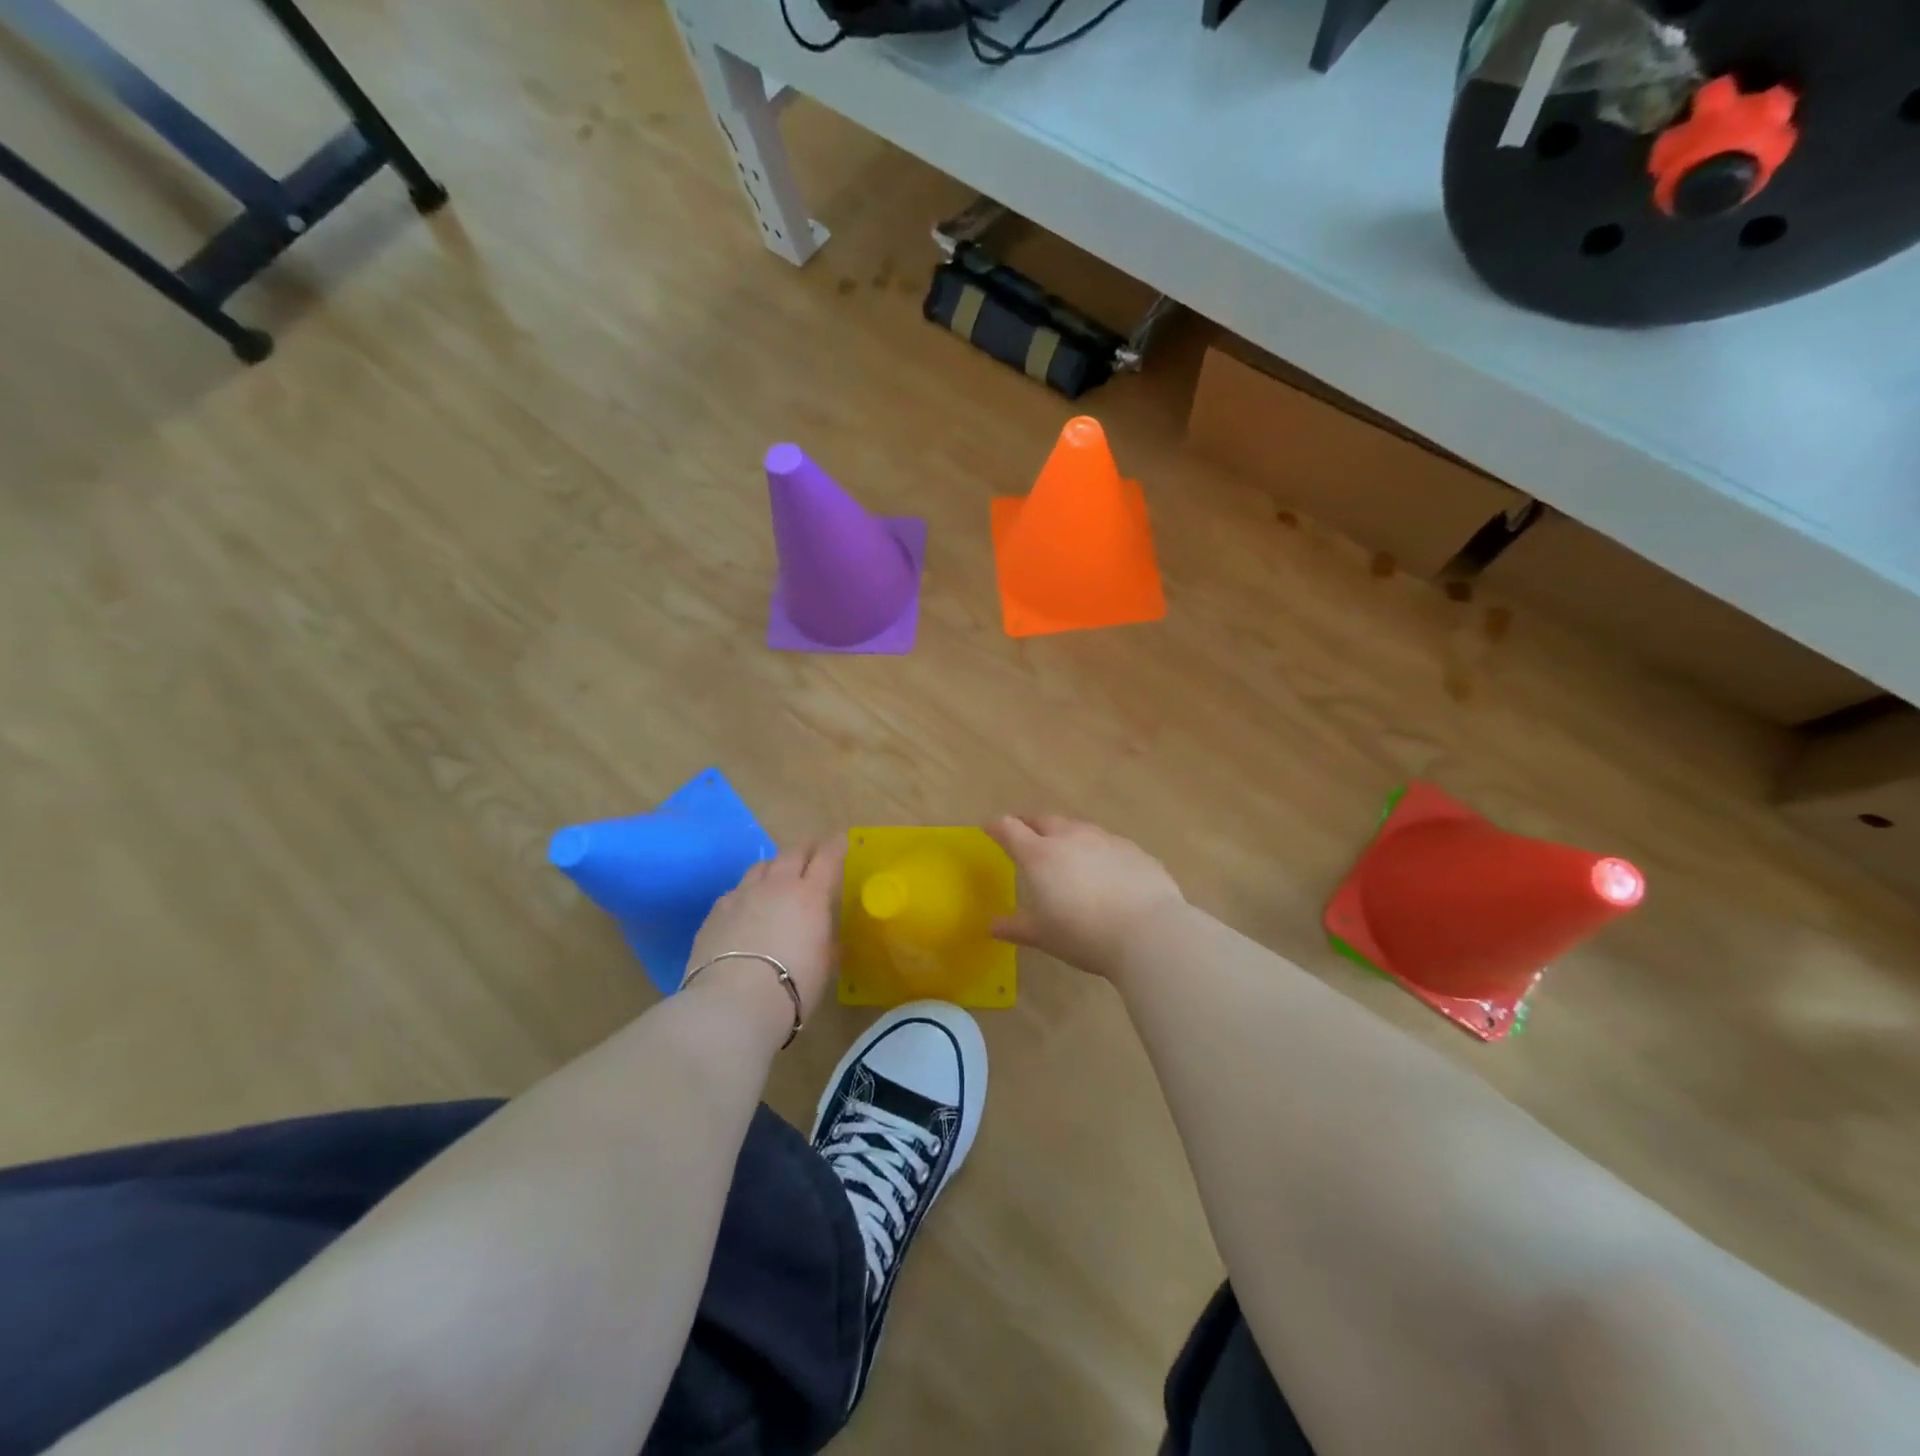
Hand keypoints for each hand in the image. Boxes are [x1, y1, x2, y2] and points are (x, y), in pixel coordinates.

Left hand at [686, 837, 845, 1025]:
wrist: (733, 1002)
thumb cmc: (793, 986)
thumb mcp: (823, 967)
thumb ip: (826, 944)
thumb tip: (825, 938)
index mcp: (810, 895)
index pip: (827, 859)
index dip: (835, 846)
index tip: (840, 840)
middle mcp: (777, 886)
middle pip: (792, 853)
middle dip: (805, 849)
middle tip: (812, 851)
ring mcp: (742, 895)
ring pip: (761, 867)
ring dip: (774, 866)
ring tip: (777, 874)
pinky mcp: (716, 912)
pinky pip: (735, 890)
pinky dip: (747, 892)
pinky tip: (745, 906)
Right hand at [983, 815, 1185, 978]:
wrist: (1148, 931)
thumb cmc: (1083, 934)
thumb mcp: (1043, 935)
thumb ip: (1016, 927)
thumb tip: (992, 926)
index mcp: (1040, 855)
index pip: (1010, 829)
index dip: (997, 826)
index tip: (990, 828)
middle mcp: (1071, 837)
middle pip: (1044, 820)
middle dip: (1031, 824)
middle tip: (1025, 833)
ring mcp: (1105, 839)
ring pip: (1078, 828)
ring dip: (1065, 834)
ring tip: (1064, 849)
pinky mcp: (1133, 850)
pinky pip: (1107, 842)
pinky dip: (1096, 849)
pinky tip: (1102, 867)